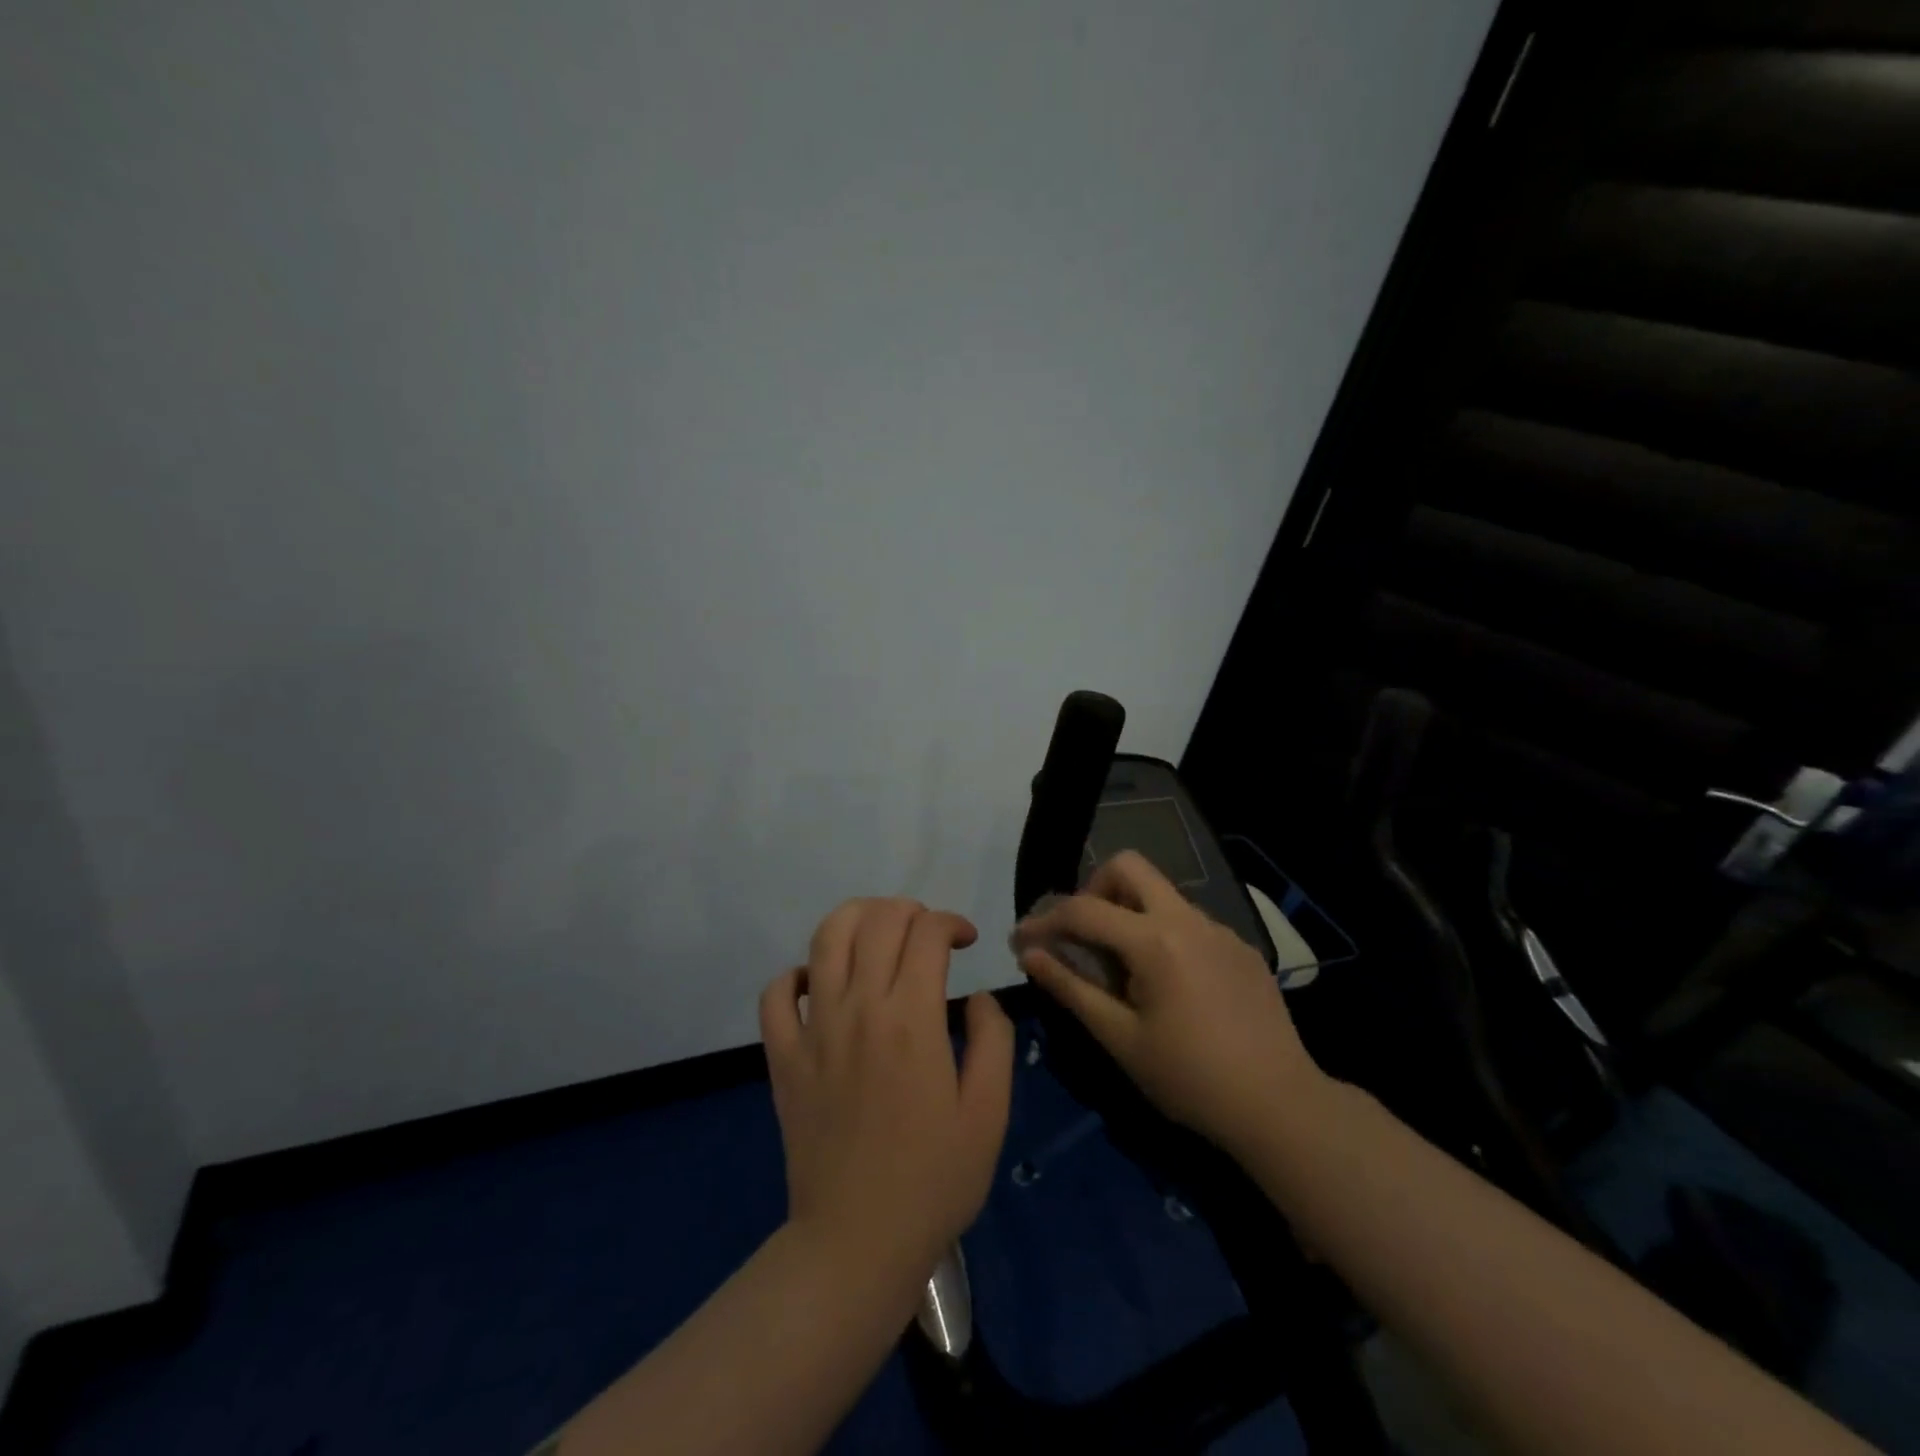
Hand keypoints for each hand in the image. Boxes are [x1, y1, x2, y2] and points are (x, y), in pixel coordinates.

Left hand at [760, 899, 1014, 1290]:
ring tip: (879, 935)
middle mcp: (859, 1008)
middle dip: (909, 910)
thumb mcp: (989, 1113)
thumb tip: (979, 998)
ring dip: (856, 919)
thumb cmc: (933, 1180)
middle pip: (877, 921)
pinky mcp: (783, 1057)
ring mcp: (814, 1030)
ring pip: (825, 939)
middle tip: (928, 934)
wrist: (856, 1243)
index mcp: (912, 1019)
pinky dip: (796, 975)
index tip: (967, 941)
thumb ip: (994, 1041)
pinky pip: (775, 994)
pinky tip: (821, 986)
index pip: (926, 933)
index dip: (951, 922)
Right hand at [1012, 852, 1323, 1151]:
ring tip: (1122, 966)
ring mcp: (1220, 930)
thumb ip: (1071, 988)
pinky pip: (1189, 921)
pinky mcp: (1241, 948)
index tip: (1020, 940)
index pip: (1084, 909)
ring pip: (1161, 893)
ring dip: (1129, 912)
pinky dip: (1162, 934)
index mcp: (1155, 940)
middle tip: (1082, 934)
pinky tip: (1169, 984)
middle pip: (1129, 866)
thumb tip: (1031, 954)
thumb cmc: (1190, 1078)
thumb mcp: (1120, 1038)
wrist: (1281, 1106)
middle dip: (1093, 889)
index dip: (1045, 921)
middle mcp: (1188, 919)